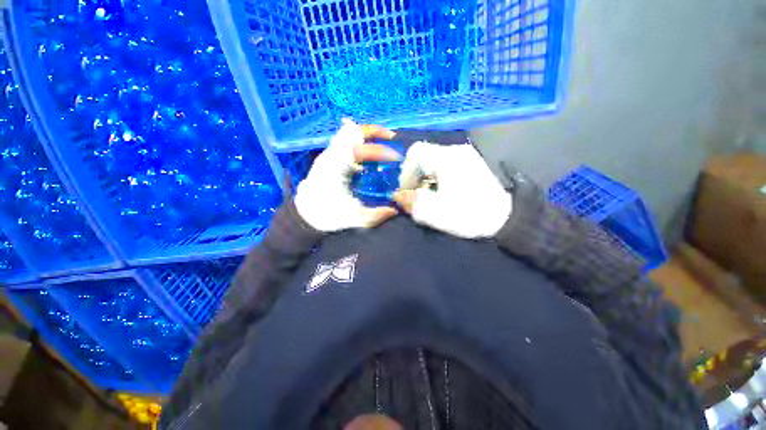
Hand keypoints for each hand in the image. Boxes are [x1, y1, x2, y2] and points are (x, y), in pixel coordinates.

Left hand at [295, 119, 400, 232]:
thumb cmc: (326, 215)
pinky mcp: (328, 158)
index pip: (361, 150)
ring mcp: (328, 154)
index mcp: (335, 168)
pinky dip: (359, 140)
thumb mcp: (353, 218)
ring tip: (383, 140)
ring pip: (348, 133)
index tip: (396, 158)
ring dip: (367, 134)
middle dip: (375, 132)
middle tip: (392, 137)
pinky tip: (369, 150)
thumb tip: (394, 210)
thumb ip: (375, 215)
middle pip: (352, 131)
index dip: (381, 151)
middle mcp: (330, 156)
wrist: (304, 215)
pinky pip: (345, 140)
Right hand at [393, 142, 511, 238]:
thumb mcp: (434, 213)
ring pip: (434, 159)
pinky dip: (437, 175)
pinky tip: (442, 191)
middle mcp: (456, 151)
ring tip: (429, 194)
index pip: (415, 152)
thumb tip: (397, 195)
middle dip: (415, 174)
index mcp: (446, 159)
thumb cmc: (468, 215)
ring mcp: (465, 155)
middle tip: (416, 194)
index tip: (407, 189)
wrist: (504, 218)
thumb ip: (411, 202)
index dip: (405, 170)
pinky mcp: (471, 162)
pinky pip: (445, 163)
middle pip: (424, 155)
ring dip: (425, 176)